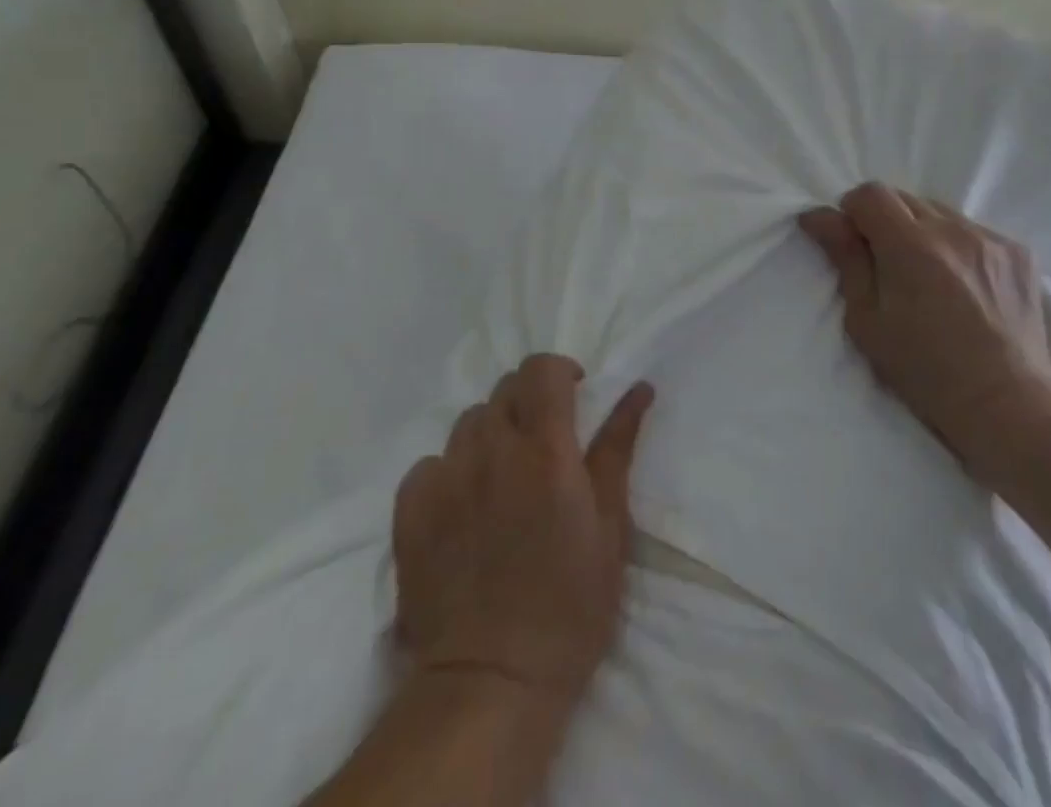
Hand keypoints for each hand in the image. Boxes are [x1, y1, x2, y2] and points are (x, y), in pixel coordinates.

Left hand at [392, 355, 653, 710]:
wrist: (492, 681)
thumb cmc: (570, 604)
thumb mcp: (611, 525)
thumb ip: (618, 447)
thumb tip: (639, 388)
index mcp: (545, 450)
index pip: (541, 369)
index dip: (558, 372)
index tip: (573, 395)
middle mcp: (492, 450)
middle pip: (504, 390)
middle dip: (529, 402)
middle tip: (543, 443)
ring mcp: (445, 478)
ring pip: (468, 422)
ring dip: (491, 434)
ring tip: (502, 477)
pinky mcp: (410, 510)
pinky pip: (429, 464)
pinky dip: (450, 471)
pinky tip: (463, 506)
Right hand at [800, 183, 1050, 484]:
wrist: (1005, 402)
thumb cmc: (924, 370)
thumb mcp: (867, 320)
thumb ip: (845, 258)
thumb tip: (819, 216)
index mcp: (911, 246)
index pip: (871, 193)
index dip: (853, 211)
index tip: (853, 242)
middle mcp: (952, 230)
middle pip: (904, 198)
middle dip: (885, 220)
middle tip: (886, 264)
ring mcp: (990, 238)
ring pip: (939, 211)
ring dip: (922, 230)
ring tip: (928, 275)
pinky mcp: (1018, 251)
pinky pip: (973, 230)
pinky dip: (957, 245)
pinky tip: (962, 284)